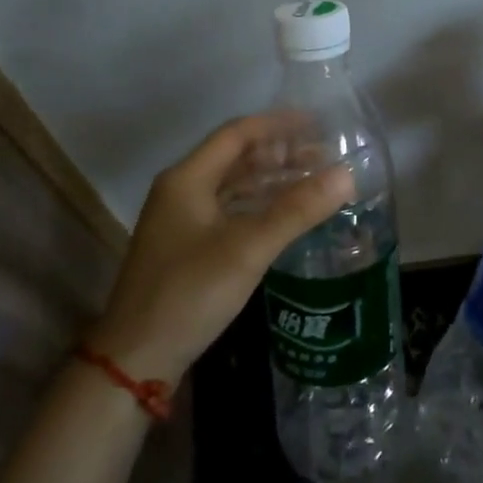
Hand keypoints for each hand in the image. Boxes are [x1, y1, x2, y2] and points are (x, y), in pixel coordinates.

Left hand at [83, 115, 353, 383]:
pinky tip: (287, 215)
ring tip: (314, 181)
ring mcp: (182, 220)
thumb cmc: (189, 293)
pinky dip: (260, 206)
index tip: (318, 124)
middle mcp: (182, 191)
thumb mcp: (248, 248)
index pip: (238, 134)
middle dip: (281, 153)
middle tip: (325, 155)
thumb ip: (297, 209)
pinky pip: (230, 211)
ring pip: (234, 186)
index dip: (278, 124)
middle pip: (236, 158)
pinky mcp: (188, 247)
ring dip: (272, 180)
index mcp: (188, 178)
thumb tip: (346, 174)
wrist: (136, 359)